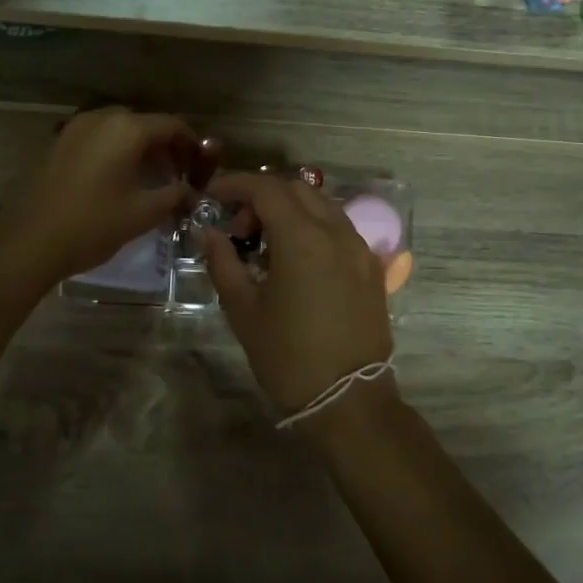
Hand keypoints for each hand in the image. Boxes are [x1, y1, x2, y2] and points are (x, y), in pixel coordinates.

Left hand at [0, 107, 197, 287]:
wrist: (26, 243)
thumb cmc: (91, 225)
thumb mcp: (142, 213)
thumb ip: (174, 195)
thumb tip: (190, 191)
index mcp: (125, 129)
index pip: (171, 124)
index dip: (191, 143)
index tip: (201, 166)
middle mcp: (99, 119)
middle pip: (143, 123)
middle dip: (164, 145)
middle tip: (175, 174)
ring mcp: (73, 129)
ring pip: (117, 129)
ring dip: (137, 147)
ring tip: (148, 178)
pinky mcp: (56, 144)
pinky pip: (95, 139)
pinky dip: (113, 151)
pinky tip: (116, 181)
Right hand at [200, 171, 394, 414]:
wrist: (348, 398)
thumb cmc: (287, 355)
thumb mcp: (243, 310)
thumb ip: (224, 263)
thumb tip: (210, 234)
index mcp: (302, 237)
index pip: (266, 189)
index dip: (235, 184)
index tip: (213, 195)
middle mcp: (336, 231)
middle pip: (296, 189)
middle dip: (262, 197)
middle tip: (239, 229)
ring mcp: (359, 248)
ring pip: (322, 205)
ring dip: (291, 210)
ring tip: (267, 246)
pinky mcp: (372, 267)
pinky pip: (340, 229)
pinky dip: (314, 227)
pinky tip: (298, 261)